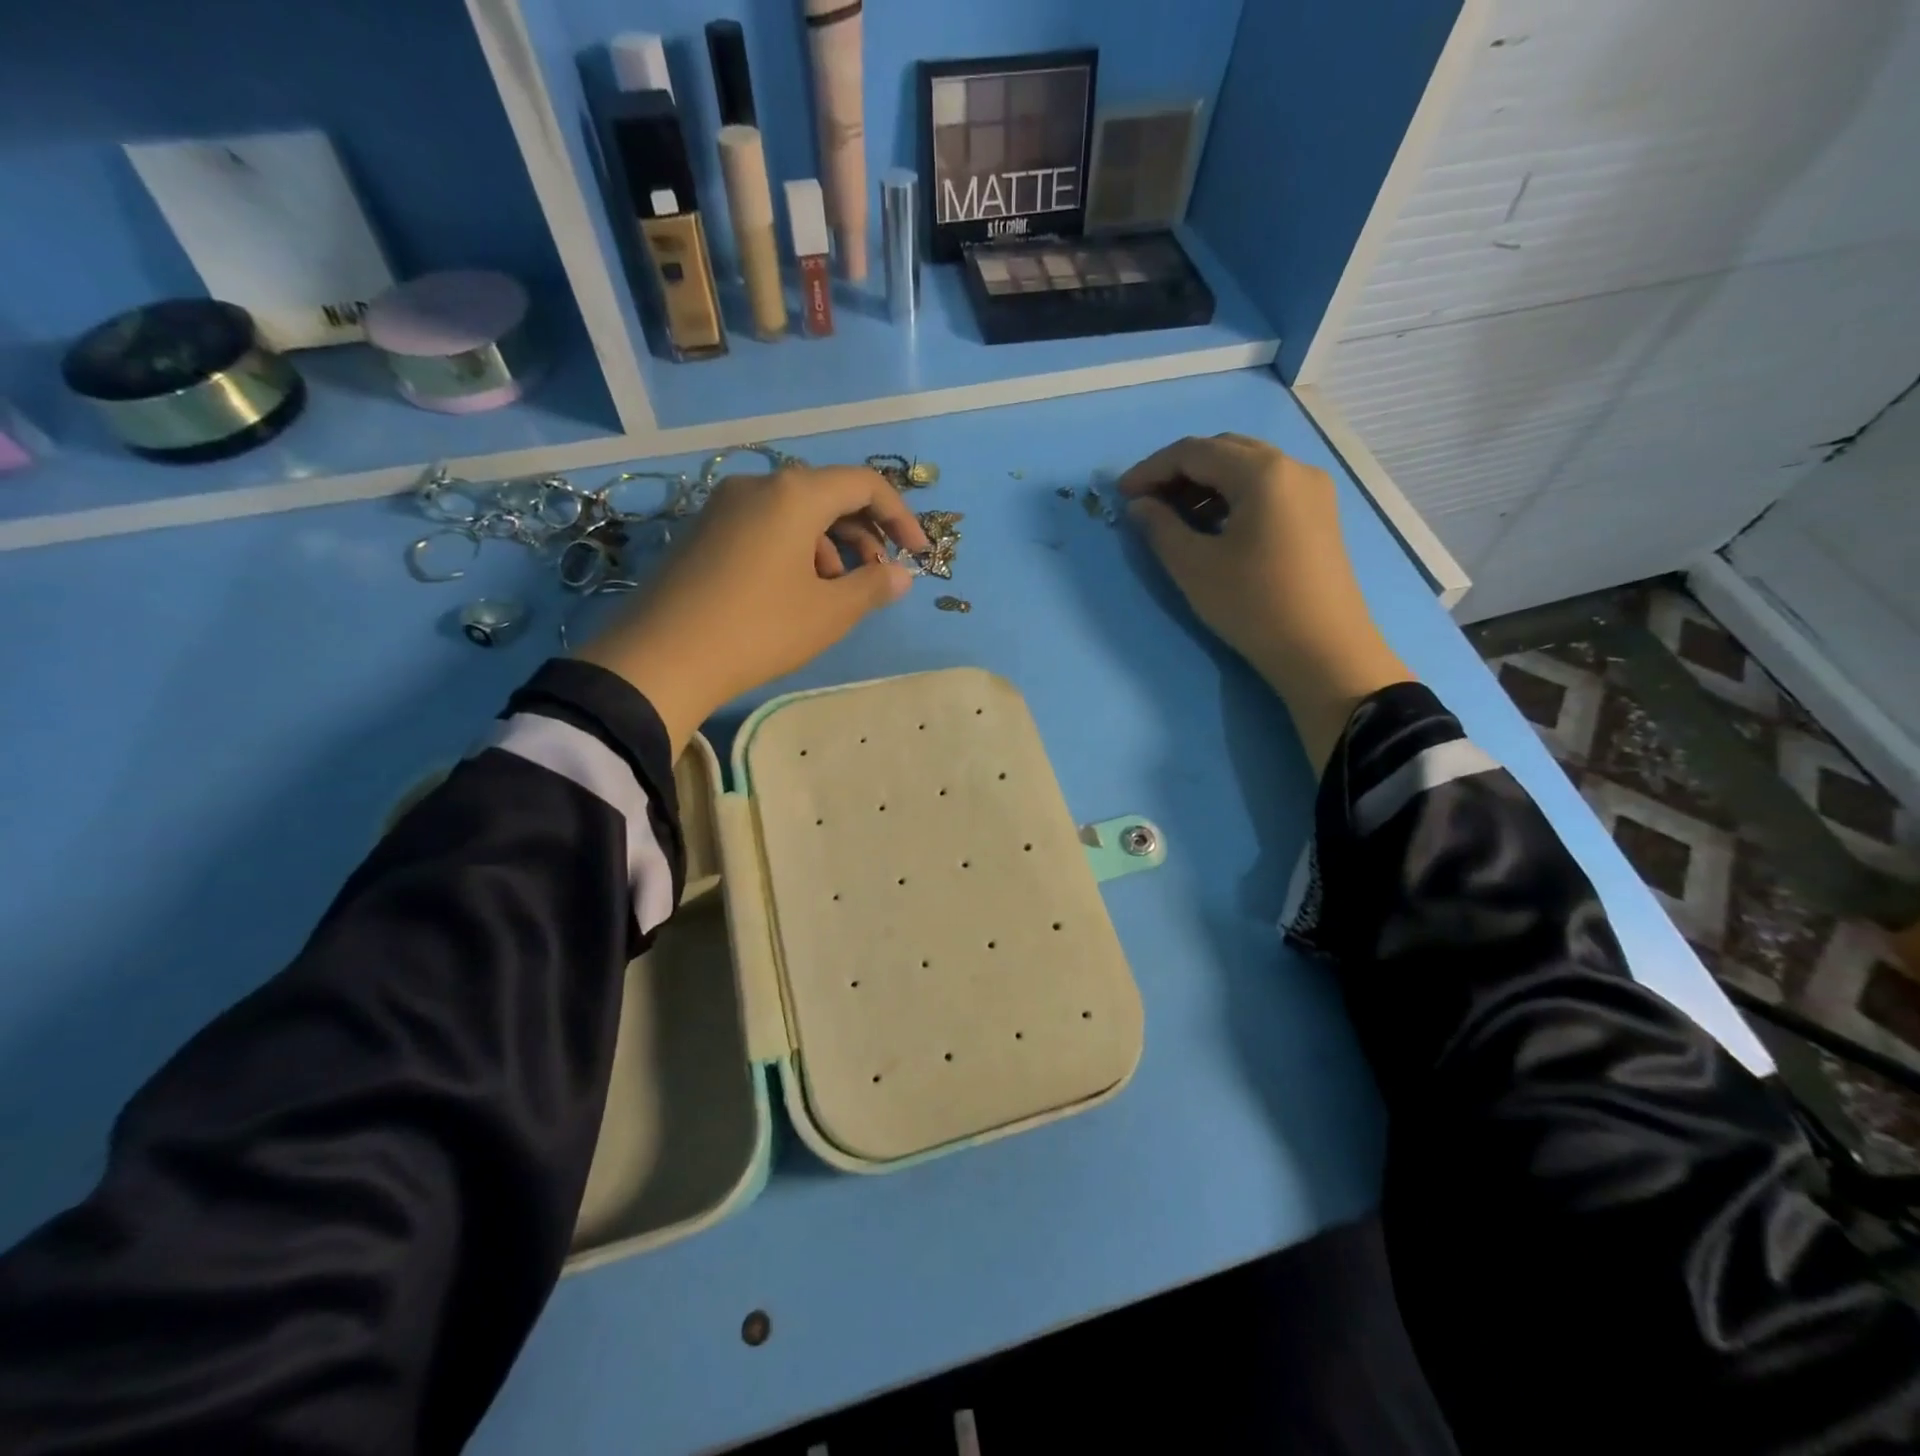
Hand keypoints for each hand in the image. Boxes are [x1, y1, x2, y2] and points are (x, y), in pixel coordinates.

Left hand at [577, 466, 929, 750]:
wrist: (662, 659)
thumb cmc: (760, 629)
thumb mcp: (828, 612)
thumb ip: (873, 586)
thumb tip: (900, 575)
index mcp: (795, 493)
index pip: (864, 484)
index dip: (901, 516)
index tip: (918, 554)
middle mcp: (758, 485)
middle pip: (828, 494)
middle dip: (864, 534)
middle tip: (879, 576)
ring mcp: (724, 506)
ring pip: (795, 513)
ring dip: (829, 546)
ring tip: (836, 592)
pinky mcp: (703, 531)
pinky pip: (765, 526)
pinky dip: (794, 549)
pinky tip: (795, 591)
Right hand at [1119, 433, 1410, 770]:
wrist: (1323, 651)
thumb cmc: (1252, 605)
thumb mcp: (1194, 566)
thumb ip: (1159, 527)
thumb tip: (1140, 504)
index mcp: (1262, 472)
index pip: (1194, 451)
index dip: (1151, 469)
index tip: (1121, 494)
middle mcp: (1292, 467)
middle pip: (1224, 450)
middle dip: (1179, 471)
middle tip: (1146, 503)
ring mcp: (1311, 490)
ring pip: (1246, 468)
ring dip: (1205, 484)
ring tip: (1173, 517)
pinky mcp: (1318, 514)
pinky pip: (1266, 488)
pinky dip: (1231, 497)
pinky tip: (1211, 527)